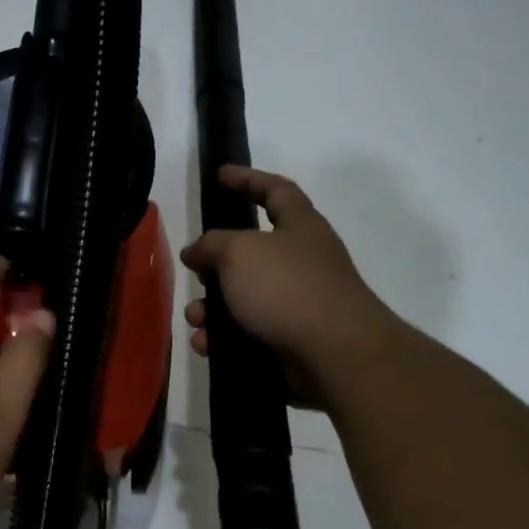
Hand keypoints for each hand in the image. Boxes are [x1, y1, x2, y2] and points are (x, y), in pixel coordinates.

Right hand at [181, 166, 396, 405]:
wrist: (333, 353)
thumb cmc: (287, 288)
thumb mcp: (239, 253)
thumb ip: (211, 244)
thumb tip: (195, 251)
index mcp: (299, 227)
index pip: (275, 190)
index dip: (247, 179)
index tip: (220, 175)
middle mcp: (301, 261)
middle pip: (250, 253)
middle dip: (215, 265)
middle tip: (194, 272)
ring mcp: (297, 303)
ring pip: (242, 299)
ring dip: (211, 308)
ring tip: (196, 320)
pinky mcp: (289, 340)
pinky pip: (246, 334)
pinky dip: (223, 338)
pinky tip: (206, 345)